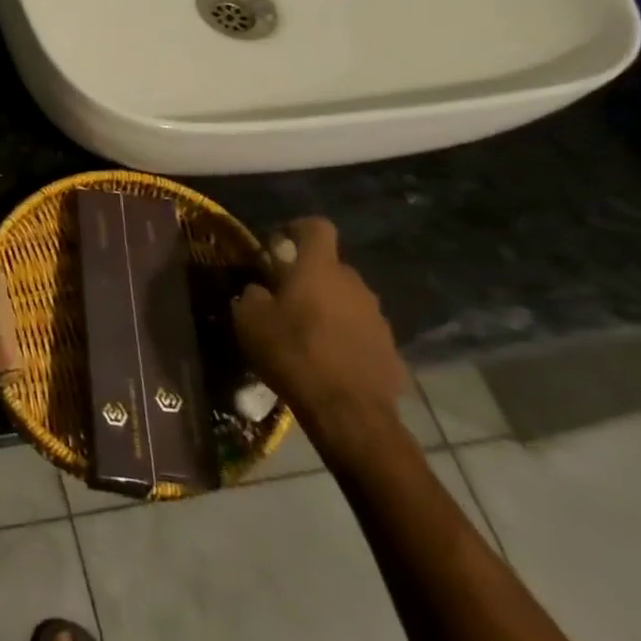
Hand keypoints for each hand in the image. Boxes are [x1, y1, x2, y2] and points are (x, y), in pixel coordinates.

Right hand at [231, 217, 406, 456]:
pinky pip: (360, 331)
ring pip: (347, 300)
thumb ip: (252, 296)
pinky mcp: (390, 350)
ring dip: (328, 308)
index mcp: (320, 269)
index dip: (297, 228)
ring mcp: (377, 318)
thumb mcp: (250, 321)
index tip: (278, 244)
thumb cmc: (293, 354)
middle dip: (309, 277)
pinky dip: (344, 338)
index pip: (317, 227)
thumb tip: (259, 291)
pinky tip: (327, 361)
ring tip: (305, 334)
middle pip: (331, 267)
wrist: (348, 412)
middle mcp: (354, 285)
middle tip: (284, 297)